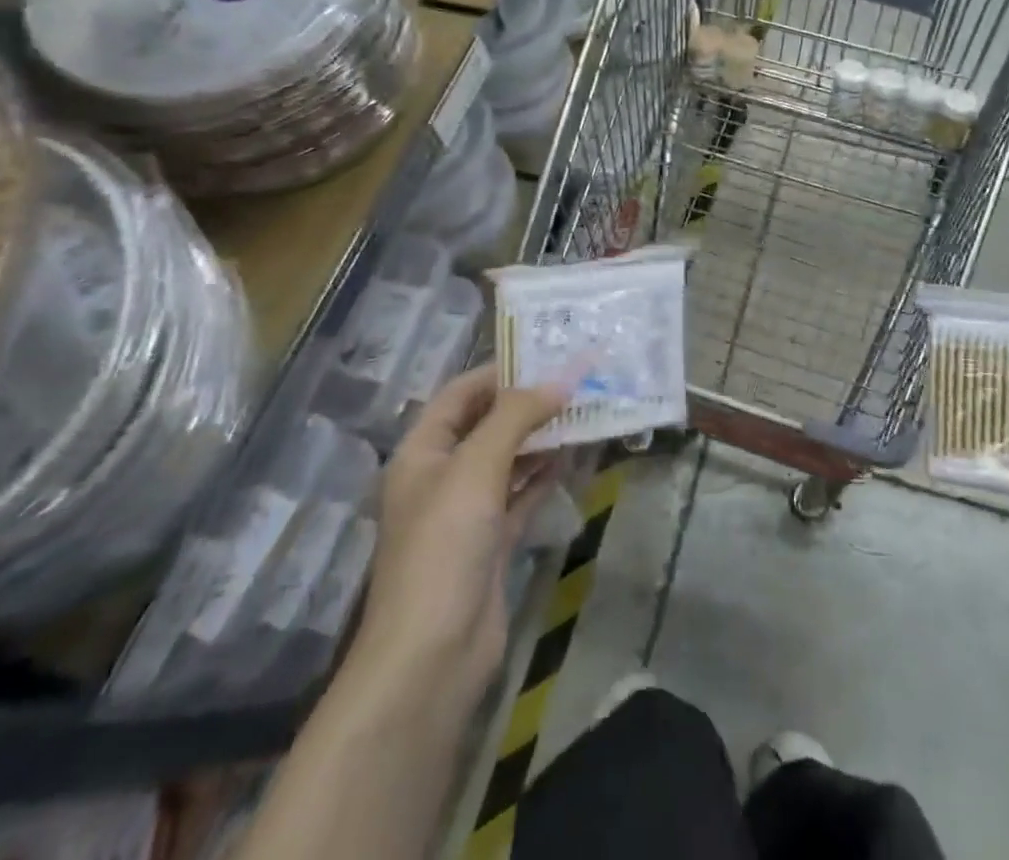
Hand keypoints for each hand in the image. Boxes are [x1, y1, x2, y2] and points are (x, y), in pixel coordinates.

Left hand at [345, 366, 568, 709]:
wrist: (432, 656)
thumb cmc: (443, 546)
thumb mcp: (477, 468)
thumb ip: (518, 416)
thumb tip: (564, 377)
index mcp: (422, 452)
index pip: (461, 394)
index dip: (501, 371)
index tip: (547, 353)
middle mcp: (442, 476)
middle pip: (488, 424)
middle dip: (529, 402)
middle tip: (577, 379)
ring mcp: (467, 511)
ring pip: (509, 459)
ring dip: (542, 436)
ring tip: (586, 410)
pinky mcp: (491, 541)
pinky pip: (522, 494)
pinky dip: (545, 474)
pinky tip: (575, 456)